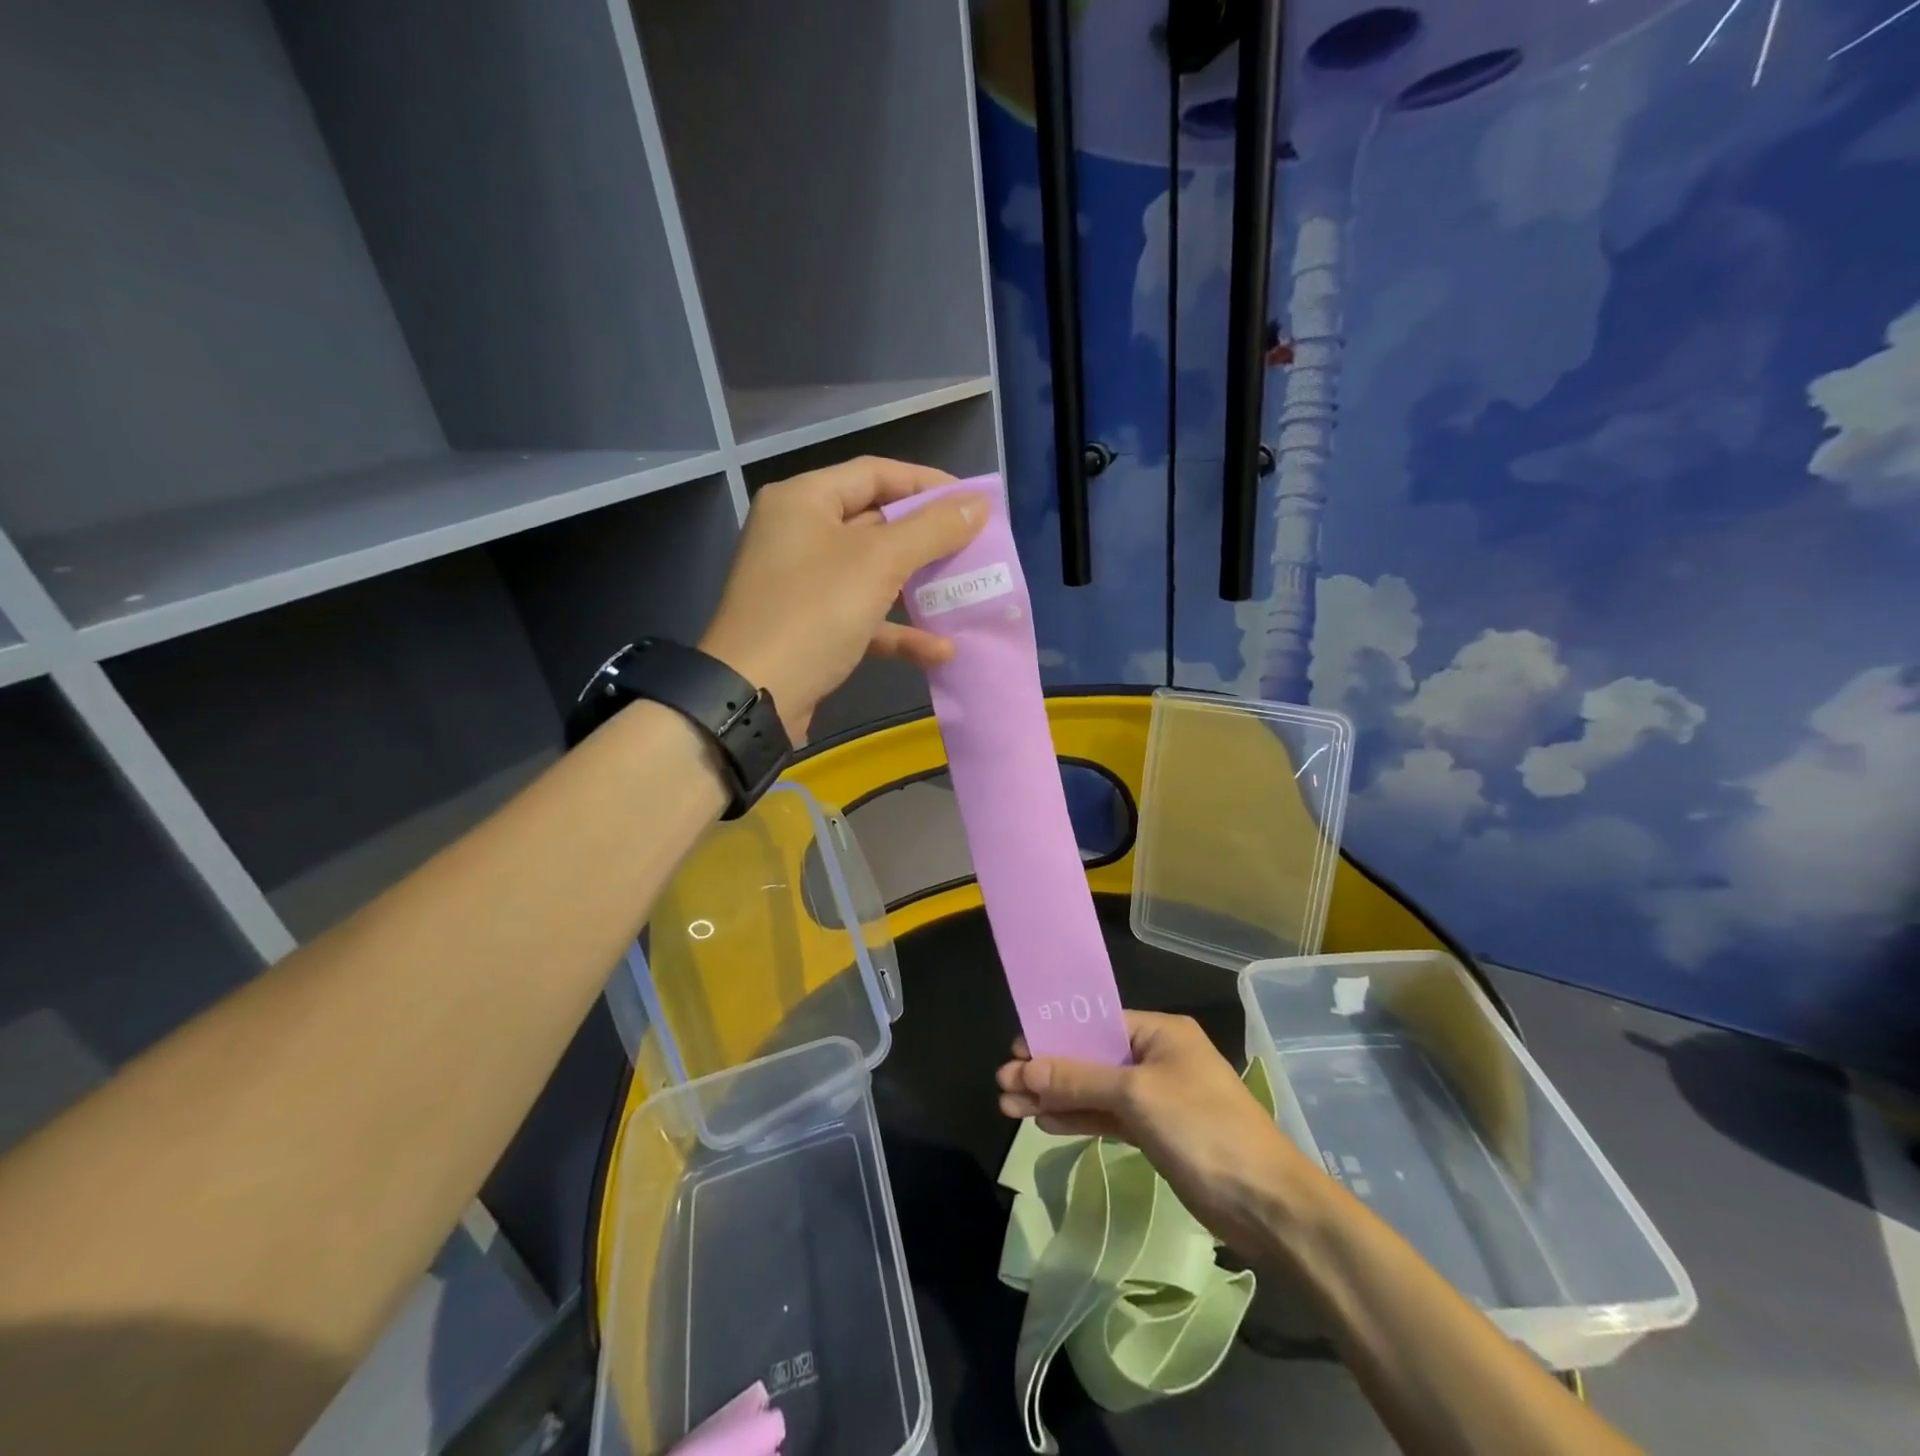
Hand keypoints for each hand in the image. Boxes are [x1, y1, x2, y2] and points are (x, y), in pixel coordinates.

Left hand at [699, 457, 985, 739]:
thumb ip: (932, 529)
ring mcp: (803, 583)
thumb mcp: (879, 563)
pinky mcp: (811, 627)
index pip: (874, 473)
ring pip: (872, 573)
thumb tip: (979, 503)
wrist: (754, 696)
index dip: (926, 483)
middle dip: (927, 539)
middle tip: (975, 547)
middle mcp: (799, 533)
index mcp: (804, 500)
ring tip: (964, 593)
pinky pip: (863, 617)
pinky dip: (898, 630)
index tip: (971, 502)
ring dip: (919, 587)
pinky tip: (939, 651)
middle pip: (876, 522)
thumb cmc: (814, 612)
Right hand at [996, 1011, 1313, 1257]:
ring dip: (1057, 1098)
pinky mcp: (1157, 1132)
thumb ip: (1079, 1079)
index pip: (1095, 1023)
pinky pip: (1109, 1117)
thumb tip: (1025, 1067)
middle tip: (1002, 1086)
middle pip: (1091, 1057)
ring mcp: (1157, 1096)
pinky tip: (1046, 1123)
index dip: (1054, 1035)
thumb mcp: (1136, 1096)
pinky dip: (1079, 1119)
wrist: (1268, 1206)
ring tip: (1010, 1107)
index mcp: (1160, 1032)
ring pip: (1096, 1090)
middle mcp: (1157, 1057)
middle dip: (1048, 1071)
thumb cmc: (1203, 1130)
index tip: (1014, 1050)